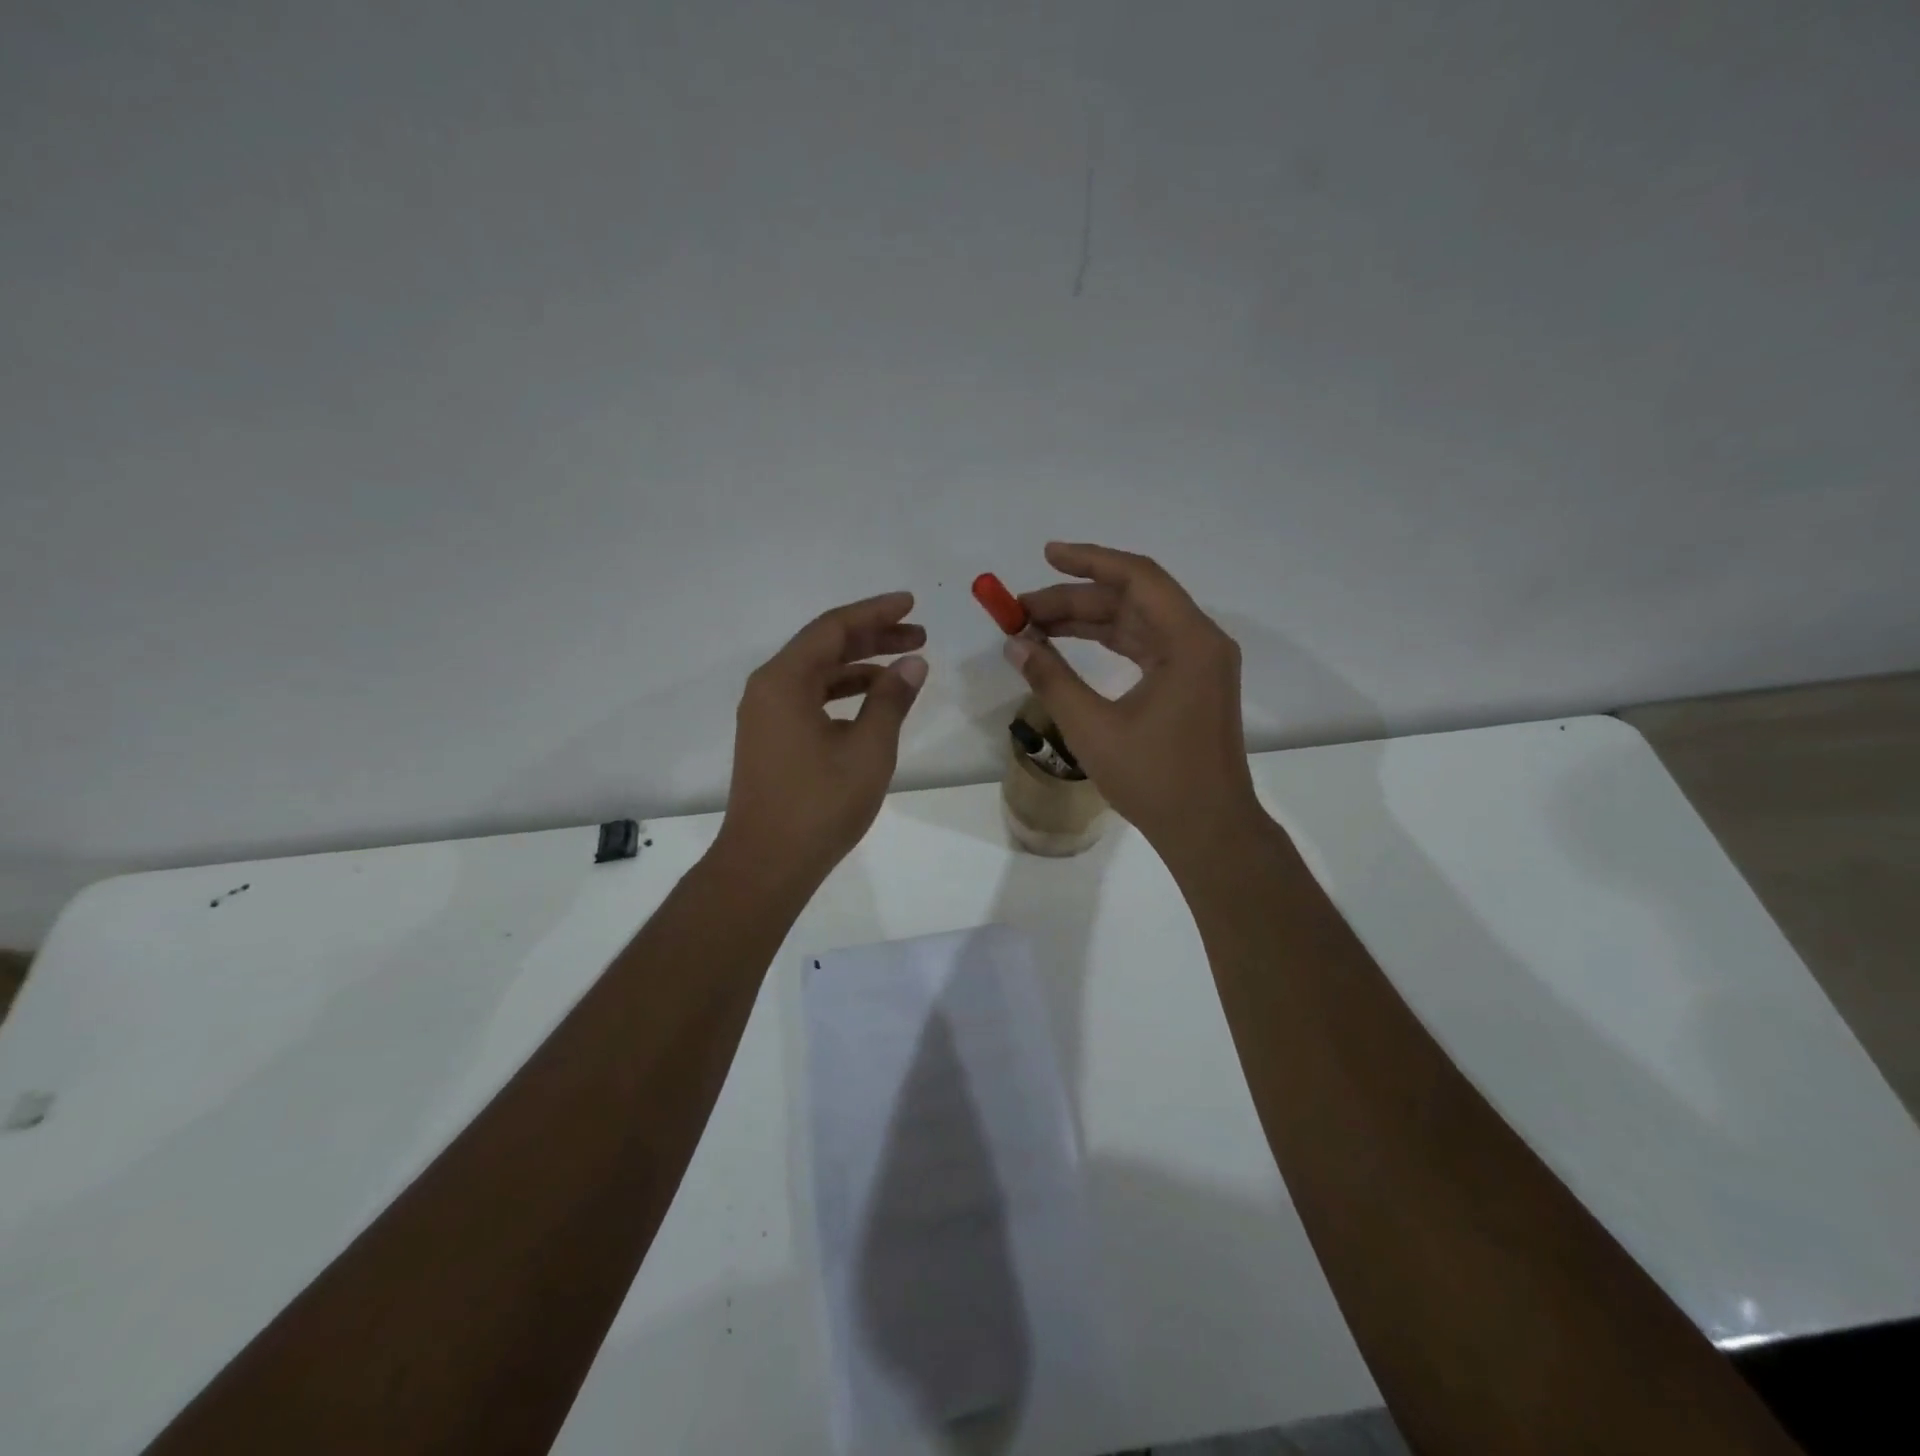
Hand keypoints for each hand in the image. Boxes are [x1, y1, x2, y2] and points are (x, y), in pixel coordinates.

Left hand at [714, 592, 928, 886]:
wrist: (767, 863)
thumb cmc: (820, 804)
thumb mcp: (868, 749)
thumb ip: (891, 700)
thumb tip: (913, 663)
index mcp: (785, 680)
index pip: (833, 628)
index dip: (875, 612)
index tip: (910, 603)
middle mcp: (768, 688)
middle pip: (824, 646)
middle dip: (873, 637)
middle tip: (918, 635)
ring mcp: (766, 715)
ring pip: (818, 674)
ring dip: (860, 666)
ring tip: (905, 667)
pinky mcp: (771, 739)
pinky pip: (810, 698)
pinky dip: (843, 692)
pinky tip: (873, 701)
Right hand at [1008, 543, 1263, 869]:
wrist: (1209, 830)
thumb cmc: (1155, 779)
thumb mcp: (1092, 728)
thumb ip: (1051, 678)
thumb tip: (1015, 643)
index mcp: (1189, 642)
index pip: (1137, 578)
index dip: (1088, 561)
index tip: (1046, 555)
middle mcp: (1200, 642)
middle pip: (1132, 600)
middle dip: (1075, 600)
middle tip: (1021, 610)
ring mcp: (1198, 664)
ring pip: (1136, 623)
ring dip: (1088, 621)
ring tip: (1034, 626)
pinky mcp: (1191, 684)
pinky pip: (1144, 646)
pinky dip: (1107, 643)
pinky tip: (1070, 645)